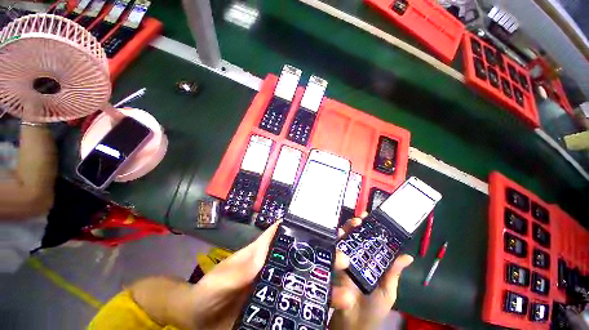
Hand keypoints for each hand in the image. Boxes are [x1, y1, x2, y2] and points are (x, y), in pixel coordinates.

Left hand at [184, 221, 351, 329]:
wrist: (201, 323)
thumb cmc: (208, 294)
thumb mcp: (221, 279)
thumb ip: (240, 268)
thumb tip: (264, 255)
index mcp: (262, 253)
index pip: (284, 233)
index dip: (302, 227)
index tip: (324, 226)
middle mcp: (274, 267)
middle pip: (301, 257)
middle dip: (323, 256)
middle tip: (343, 259)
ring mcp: (278, 288)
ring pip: (305, 281)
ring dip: (325, 286)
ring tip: (346, 293)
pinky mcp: (278, 308)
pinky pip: (300, 304)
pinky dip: (316, 307)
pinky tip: (330, 313)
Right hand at [329, 213, 413, 329]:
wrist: (354, 323)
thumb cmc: (374, 308)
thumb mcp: (387, 291)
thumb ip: (393, 273)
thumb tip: (408, 257)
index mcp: (369, 262)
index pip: (369, 242)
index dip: (370, 230)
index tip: (372, 219)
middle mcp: (356, 257)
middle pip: (355, 237)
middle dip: (357, 225)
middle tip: (361, 218)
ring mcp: (344, 259)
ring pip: (344, 239)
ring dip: (347, 229)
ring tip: (353, 223)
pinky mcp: (334, 263)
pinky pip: (333, 249)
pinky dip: (335, 239)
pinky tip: (338, 232)